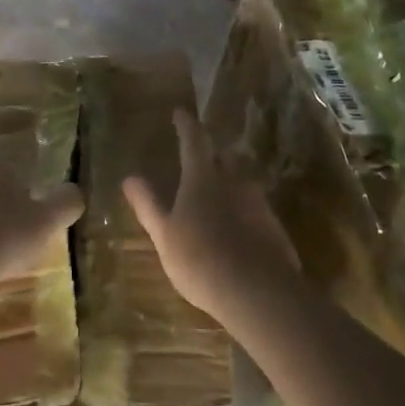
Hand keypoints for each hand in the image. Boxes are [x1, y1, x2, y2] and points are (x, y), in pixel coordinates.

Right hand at [123, 109, 299, 327]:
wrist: (258, 292)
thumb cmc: (200, 260)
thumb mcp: (164, 235)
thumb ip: (148, 205)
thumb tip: (130, 178)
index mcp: (203, 179)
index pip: (194, 141)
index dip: (186, 125)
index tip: (180, 112)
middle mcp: (234, 182)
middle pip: (222, 159)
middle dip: (209, 156)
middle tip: (195, 159)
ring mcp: (258, 203)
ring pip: (239, 185)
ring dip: (226, 186)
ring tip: (213, 200)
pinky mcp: (274, 227)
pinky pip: (252, 209)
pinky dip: (240, 212)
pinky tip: (233, 231)